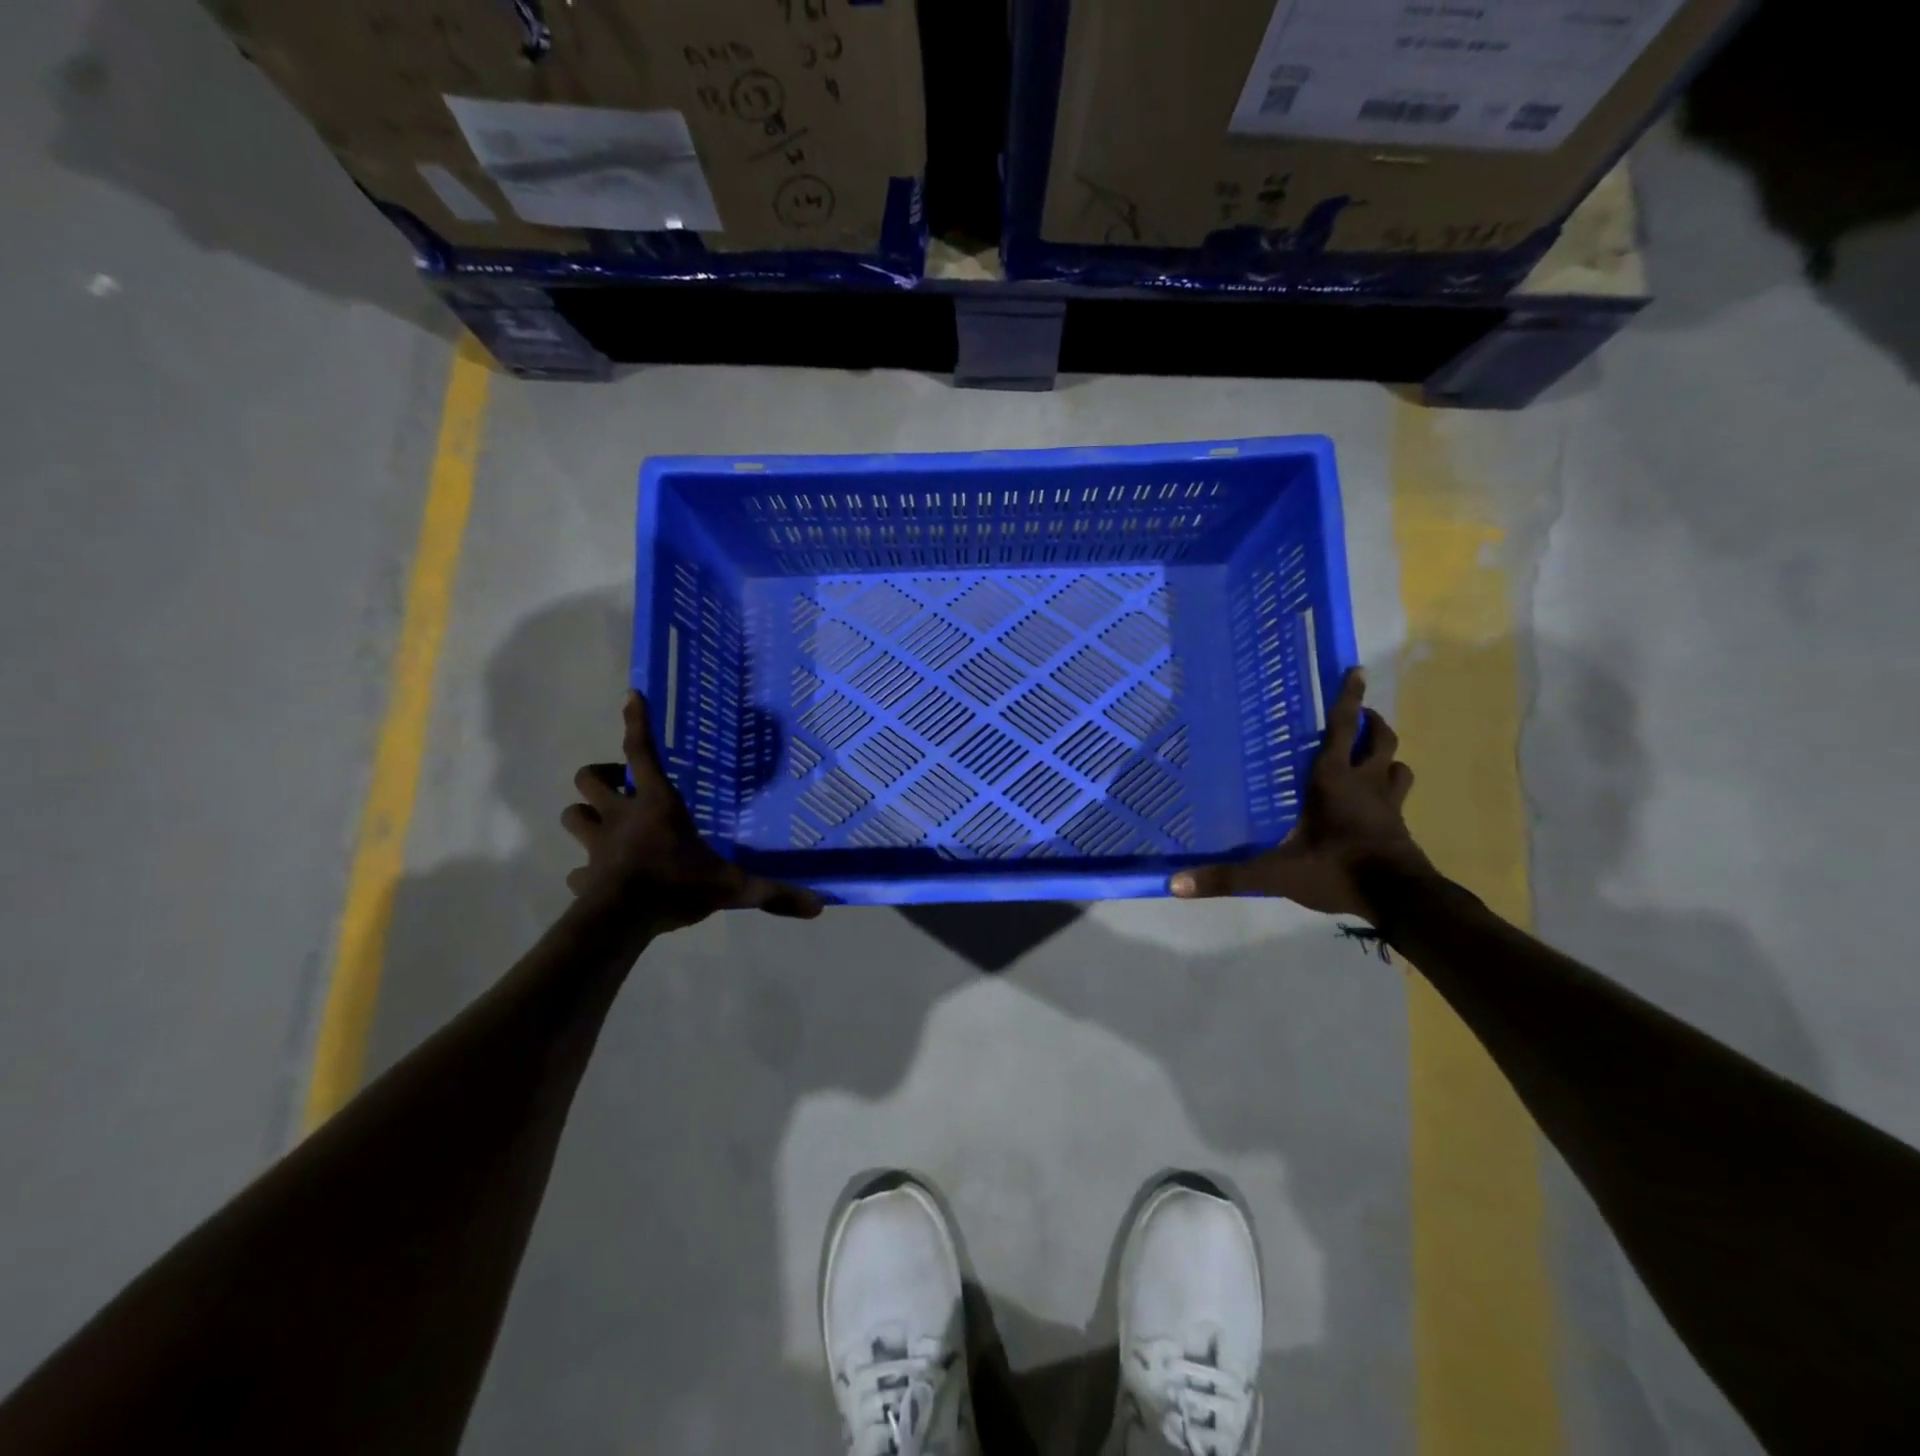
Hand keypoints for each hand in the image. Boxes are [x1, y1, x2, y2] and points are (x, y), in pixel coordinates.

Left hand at [562, 692, 823, 928]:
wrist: (621, 922)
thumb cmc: (675, 886)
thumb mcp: (732, 888)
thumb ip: (773, 893)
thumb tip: (818, 906)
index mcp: (657, 806)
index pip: (642, 753)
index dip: (637, 722)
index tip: (631, 695)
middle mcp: (620, 817)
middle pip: (588, 779)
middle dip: (600, 776)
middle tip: (621, 786)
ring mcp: (596, 846)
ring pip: (573, 815)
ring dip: (586, 815)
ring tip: (605, 824)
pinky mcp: (583, 877)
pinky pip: (578, 869)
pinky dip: (587, 871)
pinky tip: (601, 880)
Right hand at [1170, 668, 1432, 919]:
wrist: (1401, 900)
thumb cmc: (1336, 871)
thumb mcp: (1275, 874)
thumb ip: (1228, 876)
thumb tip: (1175, 884)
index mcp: (1333, 781)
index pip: (1342, 729)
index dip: (1348, 698)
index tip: (1357, 671)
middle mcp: (1365, 784)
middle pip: (1380, 740)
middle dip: (1372, 722)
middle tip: (1360, 715)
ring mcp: (1388, 805)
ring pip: (1397, 766)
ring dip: (1386, 755)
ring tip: (1371, 754)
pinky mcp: (1400, 827)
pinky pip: (1400, 796)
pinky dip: (1391, 788)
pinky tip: (1378, 801)